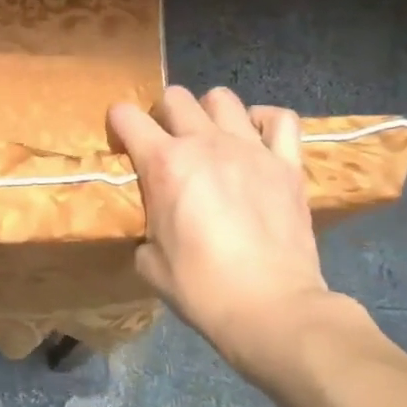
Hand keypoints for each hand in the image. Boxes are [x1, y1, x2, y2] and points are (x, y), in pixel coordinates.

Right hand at [109, 85, 332, 369]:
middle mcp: (205, 144)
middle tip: (166, 146)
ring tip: (211, 139)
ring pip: (223, 98)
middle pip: (175, 98)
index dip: (118, 125)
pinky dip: (264, 121)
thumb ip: (147, 227)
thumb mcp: (149, 262)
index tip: (122, 146)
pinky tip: (256, 138)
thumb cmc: (200, 288)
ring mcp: (251, 149)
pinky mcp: (288, 164)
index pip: (126, 116)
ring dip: (209, 113)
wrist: (270, 308)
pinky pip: (280, 119)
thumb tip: (155, 224)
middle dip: (163, 116)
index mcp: (164, 164)